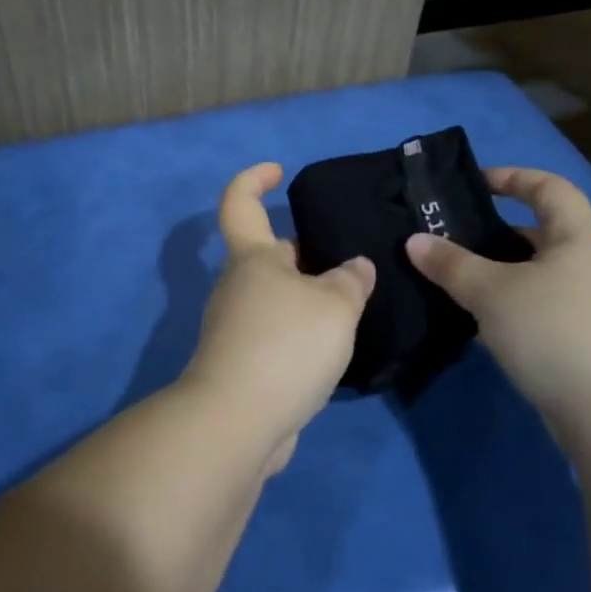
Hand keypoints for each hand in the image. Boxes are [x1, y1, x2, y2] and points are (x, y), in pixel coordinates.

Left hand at [179, 162, 375, 472]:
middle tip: (350, 266)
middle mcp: (238, 285)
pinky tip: (331, 350)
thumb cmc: (286, 344)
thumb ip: (350, 280)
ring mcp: (235, 326)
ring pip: (277, 298)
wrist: (238, 420)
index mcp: (252, 257)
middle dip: (306, 255)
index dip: (254, 179)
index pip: (240, 202)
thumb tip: (355, 267)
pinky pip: (276, 334)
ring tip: (352, 309)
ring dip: (308, 299)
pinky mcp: (242, 363)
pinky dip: (301, 334)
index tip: (278, 171)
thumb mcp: (335, 305)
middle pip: (270, 256)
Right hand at [405, 168, 590, 449]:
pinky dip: (521, 309)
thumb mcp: (490, 293)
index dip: (515, 177)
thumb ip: (450, 264)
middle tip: (458, 242)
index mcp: (580, 239)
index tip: (477, 183)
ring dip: (508, 277)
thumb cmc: (554, 333)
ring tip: (464, 287)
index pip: (551, 188)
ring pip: (547, 277)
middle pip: (547, 234)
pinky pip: (552, 311)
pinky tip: (491, 330)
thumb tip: (414, 240)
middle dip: (502, 235)